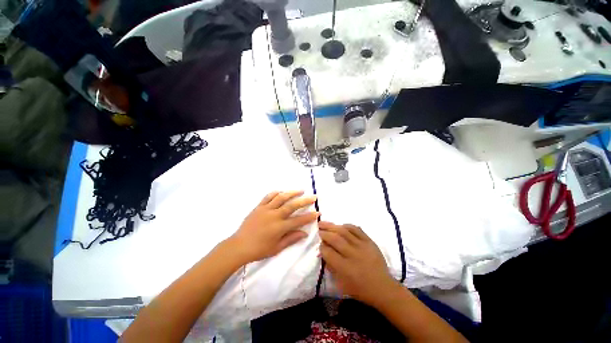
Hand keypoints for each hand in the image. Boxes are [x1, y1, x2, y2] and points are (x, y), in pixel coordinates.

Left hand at [229, 191, 318, 263]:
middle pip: (292, 205)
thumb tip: (304, 233)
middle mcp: (274, 215)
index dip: (309, 216)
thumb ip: (291, 239)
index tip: (318, 212)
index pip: (298, 220)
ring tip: (300, 190)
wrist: (239, 246)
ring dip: (292, 193)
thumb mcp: (277, 248)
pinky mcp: (259, 207)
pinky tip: (281, 191)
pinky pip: (268, 197)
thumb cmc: (259, 250)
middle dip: (305, 201)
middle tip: (313, 197)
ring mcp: (266, 209)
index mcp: (279, 227)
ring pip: (281, 198)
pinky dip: (276, 193)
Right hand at [319, 221, 396, 306]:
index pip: (328, 252)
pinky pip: (356, 229)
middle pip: (335, 239)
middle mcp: (353, 255)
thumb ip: (331, 267)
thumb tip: (323, 252)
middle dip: (324, 233)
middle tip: (318, 229)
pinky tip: (340, 226)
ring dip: (332, 226)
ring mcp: (362, 246)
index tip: (319, 244)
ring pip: (344, 231)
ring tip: (324, 223)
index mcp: (345, 268)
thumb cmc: (360, 289)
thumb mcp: (341, 284)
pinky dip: (347, 226)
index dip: (321, 247)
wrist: (383, 287)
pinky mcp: (369, 241)